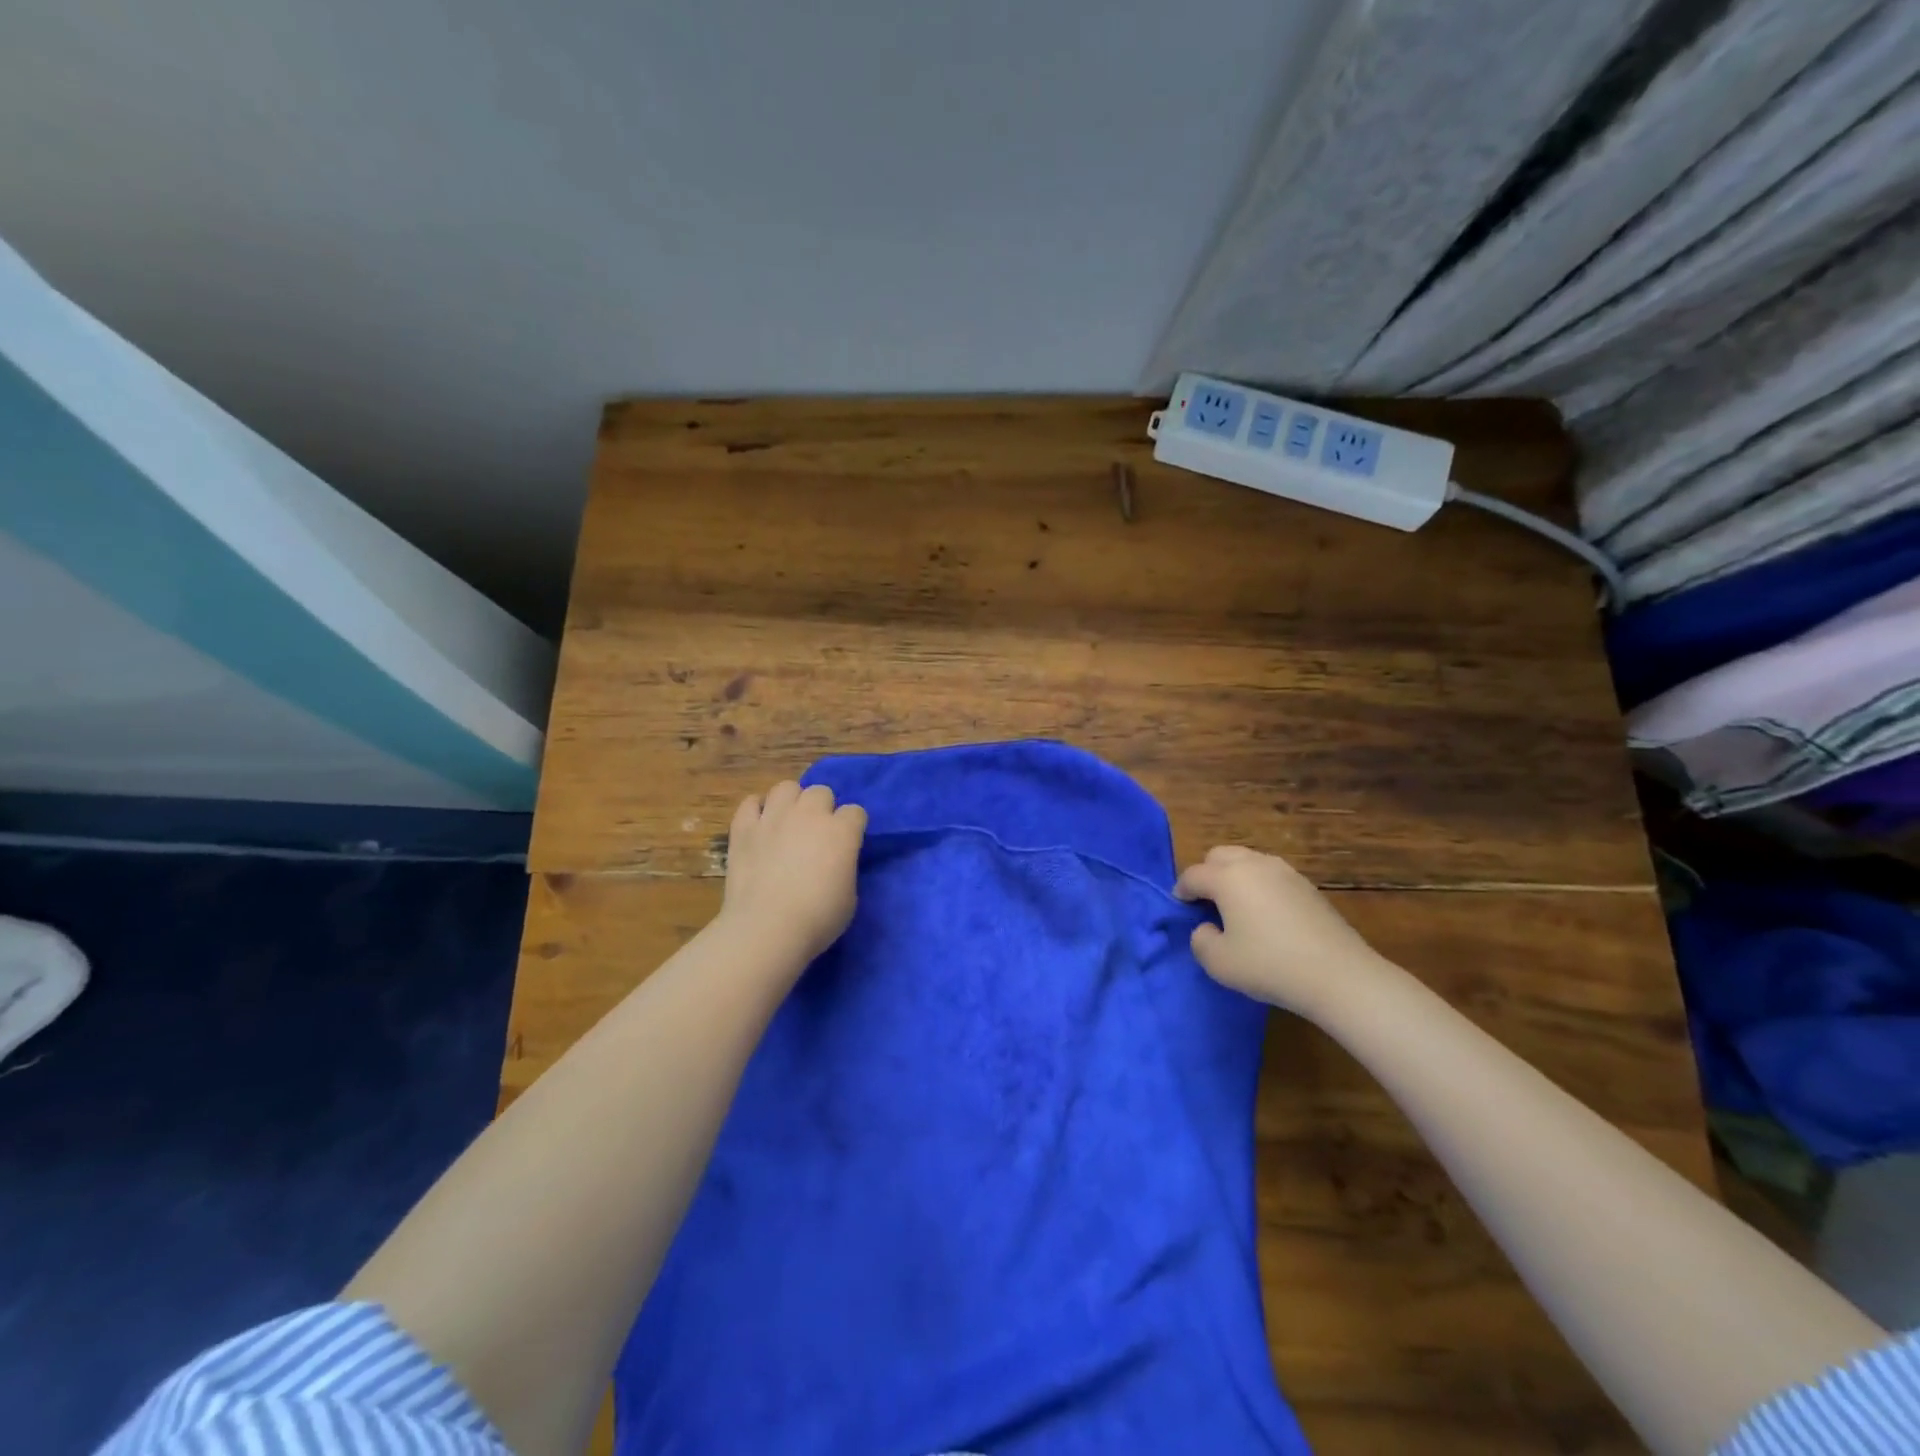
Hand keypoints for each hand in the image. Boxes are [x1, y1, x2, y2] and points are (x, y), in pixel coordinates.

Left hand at [719, 781, 867, 965]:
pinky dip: (756, 810)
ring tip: (788, 822)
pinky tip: (759, 825)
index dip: (852, 827)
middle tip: (816, 833)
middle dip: (822, 808)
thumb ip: (844, 867)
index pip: (855, 812)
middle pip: (821, 792)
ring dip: (791, 801)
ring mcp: (773, 817)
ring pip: (786, 787)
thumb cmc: (817, 919)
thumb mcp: (850, 896)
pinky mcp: (743, 828)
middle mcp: (809, 814)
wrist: (766, 929)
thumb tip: (835, 862)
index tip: (847, 844)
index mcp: (841, 831)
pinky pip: (750, 803)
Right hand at [1174, 846, 1390, 1016]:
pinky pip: (1271, 875)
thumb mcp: (1218, 962)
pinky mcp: (1307, 886)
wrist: (1338, 974)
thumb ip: (1200, 940)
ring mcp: (1285, 872)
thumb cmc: (1269, 965)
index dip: (1181, 890)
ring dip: (1235, 876)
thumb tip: (1207, 927)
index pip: (1193, 875)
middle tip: (1207, 903)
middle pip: (1219, 855)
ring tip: (1236, 907)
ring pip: (1248, 861)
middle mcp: (1254, 864)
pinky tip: (1266, 915)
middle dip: (1207, 874)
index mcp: (1227, 878)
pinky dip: (1260, 886)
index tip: (1180, 908)